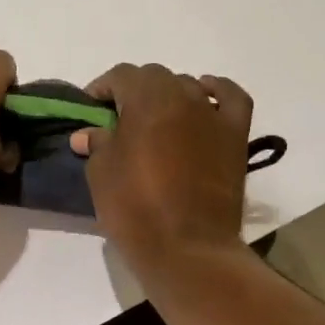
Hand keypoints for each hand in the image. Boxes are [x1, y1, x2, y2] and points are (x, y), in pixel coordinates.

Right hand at [70, 63, 253, 268]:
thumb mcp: (100, 174)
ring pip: (188, 86)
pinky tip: (205, 97)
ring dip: (168, 96)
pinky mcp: (236, 136)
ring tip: (155, 120)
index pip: (120, 76)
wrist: (187, 248)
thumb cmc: (135, 208)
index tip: (91, 109)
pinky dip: (217, 92)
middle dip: (134, 91)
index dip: (102, 88)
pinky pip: (231, 99)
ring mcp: (213, 115)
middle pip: (155, 77)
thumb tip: (88, 134)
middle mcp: (183, 96)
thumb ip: (97, 144)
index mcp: (146, 100)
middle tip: (119, 118)